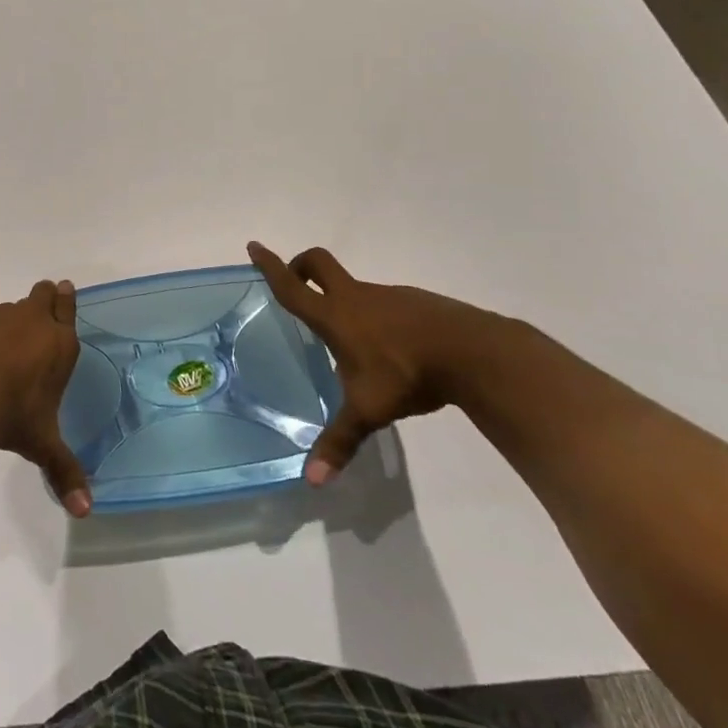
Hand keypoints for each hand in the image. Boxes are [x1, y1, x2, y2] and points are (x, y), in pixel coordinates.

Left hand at [0, 280, 91, 516]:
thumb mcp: (43, 446)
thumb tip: (85, 512)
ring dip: (9, 320)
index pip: (69, 306)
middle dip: (42, 301)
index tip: (63, 294)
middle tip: (32, 323)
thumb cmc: (12, 422)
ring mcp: (2, 313)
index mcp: (60, 345)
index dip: (66, 300)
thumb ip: (66, 472)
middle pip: (45, 293)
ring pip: (12, 305)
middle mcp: (35, 321)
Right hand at [248, 240, 515, 485]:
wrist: (473, 352)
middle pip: (319, 263)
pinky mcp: (417, 303)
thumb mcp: (369, 411)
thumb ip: (340, 441)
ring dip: (343, 299)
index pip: (292, 286)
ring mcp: (389, 296)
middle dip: (301, 265)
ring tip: (351, 341)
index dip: (270, 266)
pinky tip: (393, 351)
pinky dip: (378, 316)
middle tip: (295, 279)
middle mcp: (356, 297)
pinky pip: (385, 302)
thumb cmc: (407, 374)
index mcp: (335, 316)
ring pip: (355, 287)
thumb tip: (313, 482)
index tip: (254, 245)